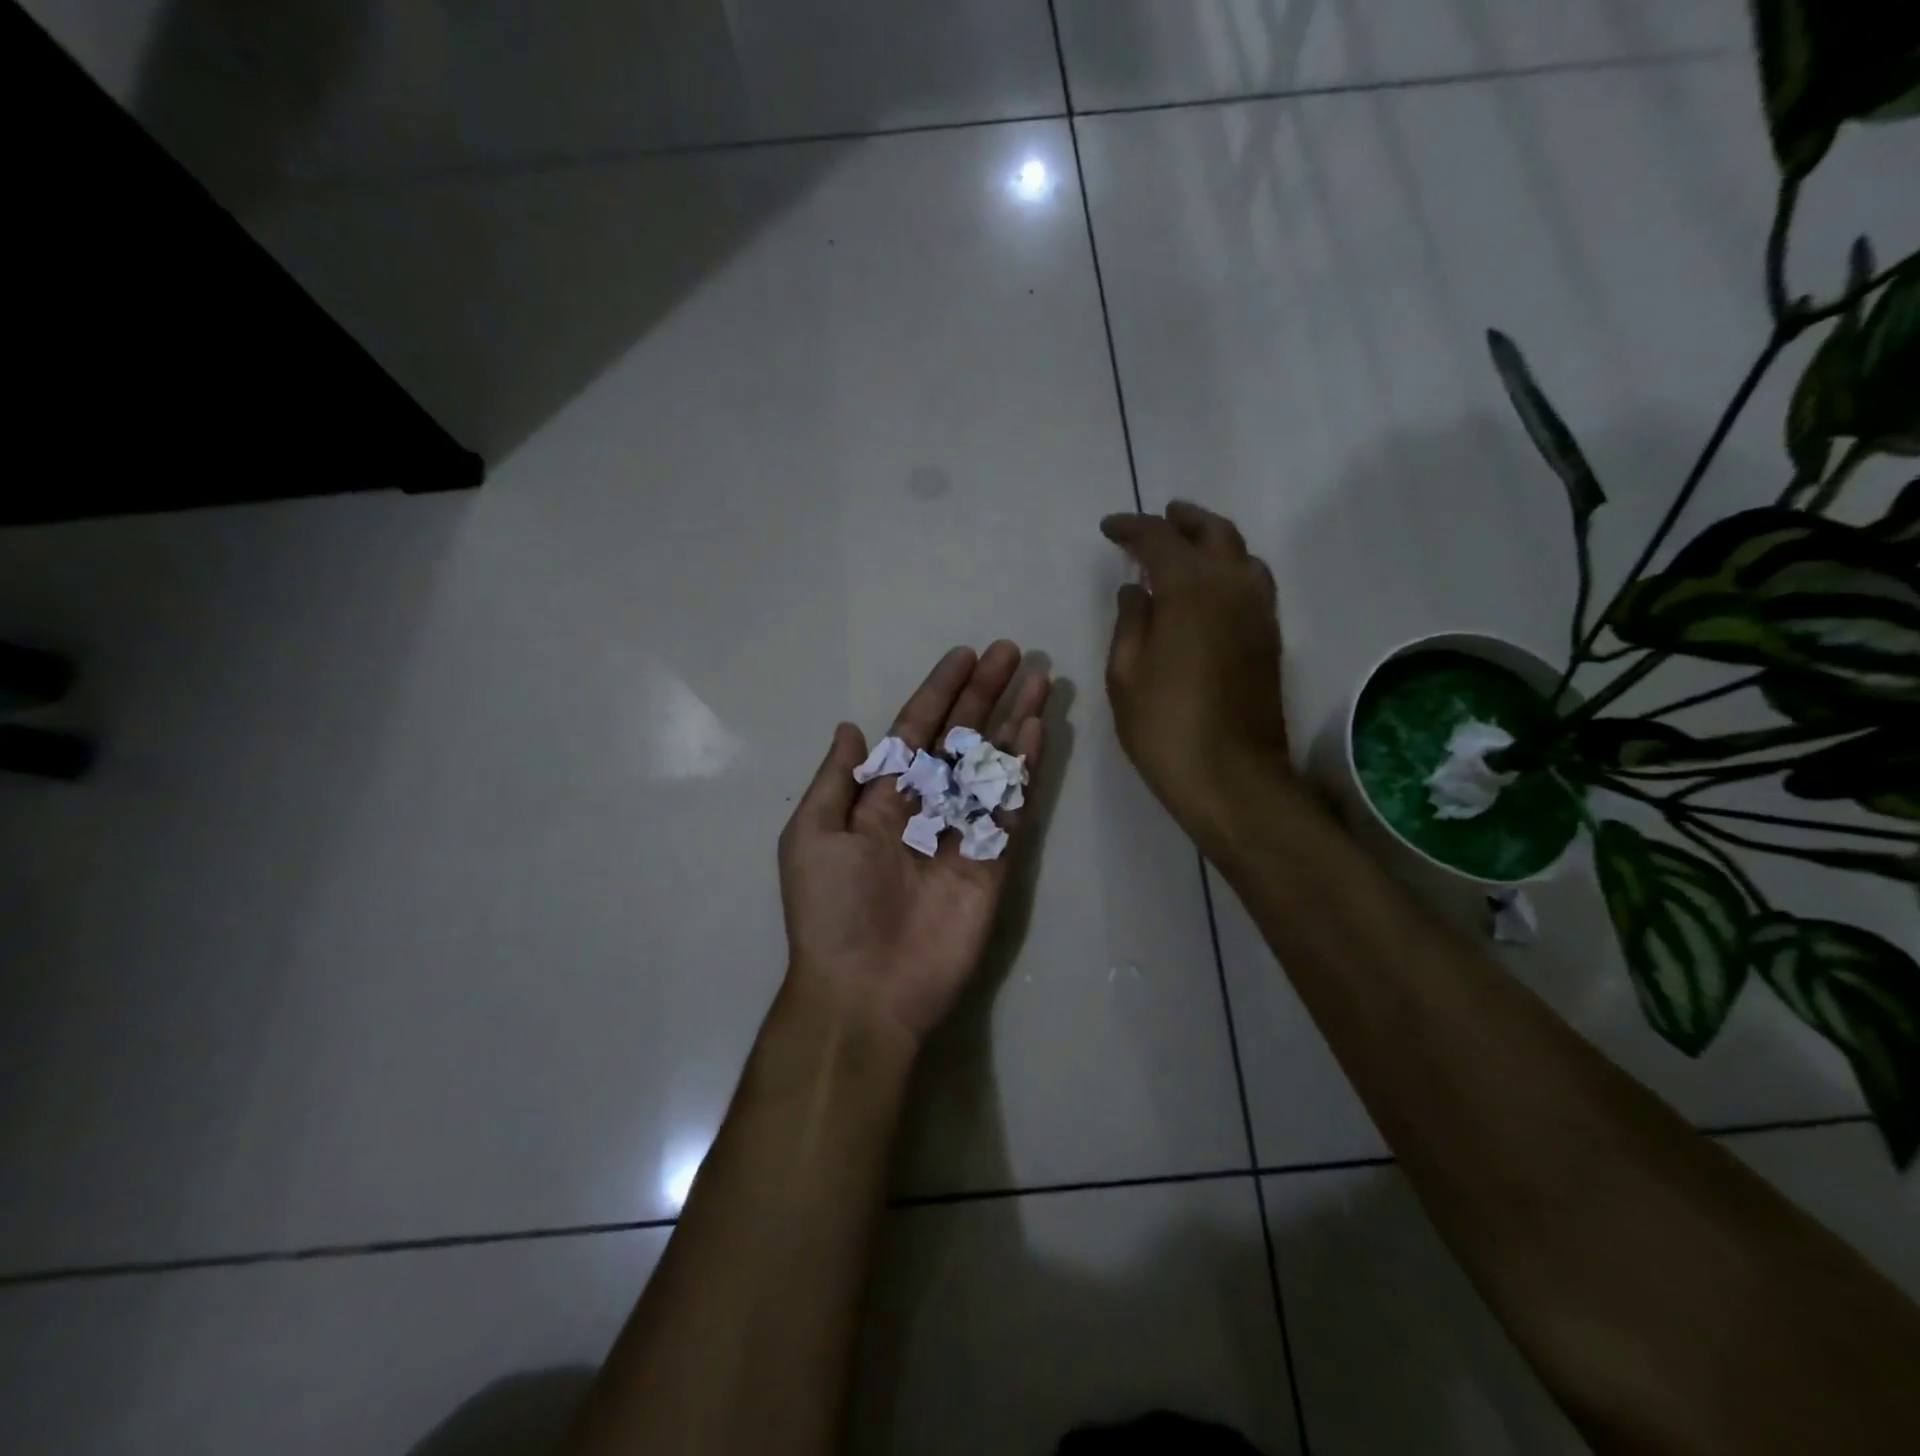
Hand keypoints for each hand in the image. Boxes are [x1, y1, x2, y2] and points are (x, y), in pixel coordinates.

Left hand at [778, 643, 1049, 1047]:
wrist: (866, 989)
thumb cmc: (832, 909)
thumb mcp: (812, 836)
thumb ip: (838, 780)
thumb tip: (851, 728)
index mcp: (880, 799)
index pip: (915, 731)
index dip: (939, 692)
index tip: (965, 656)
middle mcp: (924, 806)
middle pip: (959, 738)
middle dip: (984, 695)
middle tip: (1013, 653)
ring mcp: (961, 832)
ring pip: (990, 764)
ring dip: (1012, 723)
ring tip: (1039, 682)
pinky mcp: (992, 861)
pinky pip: (1008, 807)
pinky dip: (1022, 769)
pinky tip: (1034, 733)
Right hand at [1102, 502, 1293, 835]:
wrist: (1231, 778)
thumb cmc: (1165, 727)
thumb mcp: (1126, 675)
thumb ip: (1130, 622)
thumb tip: (1135, 590)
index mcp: (1191, 591)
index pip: (1159, 540)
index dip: (1131, 528)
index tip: (1109, 528)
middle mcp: (1233, 588)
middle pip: (1213, 533)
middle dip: (1183, 520)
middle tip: (1159, 518)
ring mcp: (1259, 613)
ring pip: (1241, 554)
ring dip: (1212, 540)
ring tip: (1186, 545)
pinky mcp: (1270, 638)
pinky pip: (1252, 582)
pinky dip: (1229, 568)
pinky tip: (1209, 587)